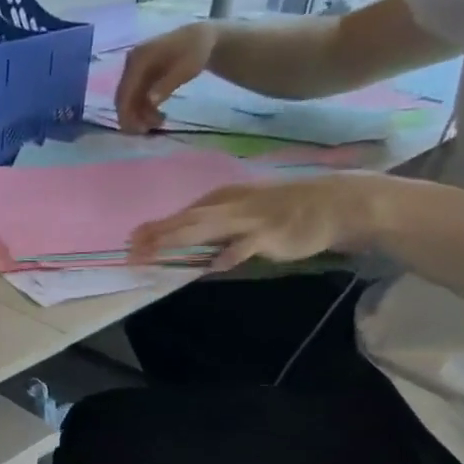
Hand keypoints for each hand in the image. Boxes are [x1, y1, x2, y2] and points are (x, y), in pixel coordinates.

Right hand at [116, 23, 220, 132]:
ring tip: (160, 122)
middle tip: (149, 131)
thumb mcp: (185, 68)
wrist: (200, 39)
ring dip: (140, 116)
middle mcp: (131, 64)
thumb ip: (166, 85)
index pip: (125, 91)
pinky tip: (158, 116)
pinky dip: (144, 110)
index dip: (127, 113)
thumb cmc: (195, 51)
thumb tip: (150, 101)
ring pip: (129, 101)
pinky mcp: (139, 78)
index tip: (139, 130)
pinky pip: (136, 99)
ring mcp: (134, 72)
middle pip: (123, 98)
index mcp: (139, 59)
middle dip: (133, 117)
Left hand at [129, 174, 387, 271]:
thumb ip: (213, 226)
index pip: (182, 215)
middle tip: (130, 250)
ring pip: (208, 227)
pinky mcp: (271, 233)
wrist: (334, 204)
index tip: (129, 242)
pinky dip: (232, 253)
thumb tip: (180, 239)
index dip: (155, 228)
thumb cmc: (282, 212)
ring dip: (179, 239)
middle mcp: (231, 205)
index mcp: (222, 199)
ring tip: (154, 251)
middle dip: (157, 235)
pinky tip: (215, 264)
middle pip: (186, 220)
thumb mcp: (241, 214)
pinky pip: (247, 245)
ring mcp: (250, 218)